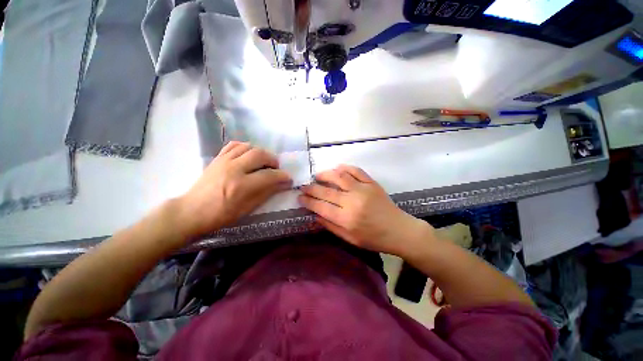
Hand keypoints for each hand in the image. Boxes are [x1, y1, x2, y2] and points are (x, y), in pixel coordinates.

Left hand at [177, 142, 291, 239]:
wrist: (191, 211)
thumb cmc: (221, 215)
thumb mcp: (248, 208)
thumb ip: (267, 193)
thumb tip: (283, 184)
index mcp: (241, 186)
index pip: (269, 175)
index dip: (282, 176)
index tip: (288, 178)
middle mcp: (233, 169)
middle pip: (260, 155)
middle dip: (273, 160)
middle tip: (276, 168)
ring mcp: (224, 161)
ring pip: (249, 147)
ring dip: (261, 153)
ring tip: (264, 162)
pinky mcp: (217, 158)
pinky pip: (235, 145)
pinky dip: (246, 147)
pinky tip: (249, 155)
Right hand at [298, 165, 432, 255]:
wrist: (399, 230)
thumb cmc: (374, 239)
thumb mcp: (350, 239)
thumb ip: (331, 226)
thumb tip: (315, 215)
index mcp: (347, 219)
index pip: (321, 207)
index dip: (308, 201)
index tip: (299, 197)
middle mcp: (353, 202)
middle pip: (327, 192)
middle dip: (311, 188)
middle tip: (303, 186)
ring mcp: (363, 190)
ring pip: (340, 177)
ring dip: (325, 174)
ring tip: (317, 176)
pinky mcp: (371, 183)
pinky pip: (356, 171)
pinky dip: (345, 168)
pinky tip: (337, 169)